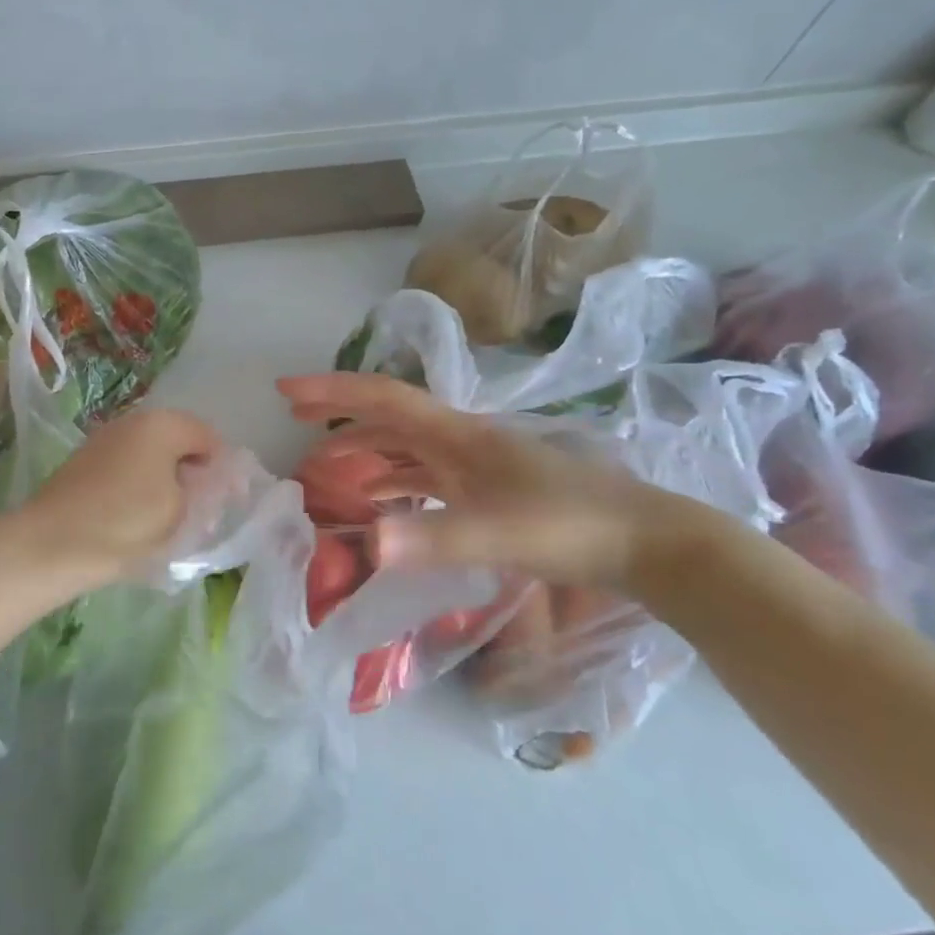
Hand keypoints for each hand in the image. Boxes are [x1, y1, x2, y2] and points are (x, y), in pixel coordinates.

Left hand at [20, 407, 223, 591]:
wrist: (53, 544)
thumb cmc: (127, 523)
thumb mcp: (182, 511)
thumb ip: (205, 491)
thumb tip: (209, 483)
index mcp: (162, 424)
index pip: (209, 437)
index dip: (224, 468)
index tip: (228, 502)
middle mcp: (133, 421)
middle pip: (178, 442)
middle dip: (195, 473)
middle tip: (201, 512)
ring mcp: (105, 439)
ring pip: (151, 455)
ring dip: (167, 480)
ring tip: (170, 520)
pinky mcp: (85, 462)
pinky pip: (128, 467)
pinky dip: (140, 486)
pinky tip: (137, 517)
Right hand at [278, 371, 714, 592]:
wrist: (649, 543)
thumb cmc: (572, 528)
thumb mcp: (499, 535)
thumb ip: (433, 538)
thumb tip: (366, 543)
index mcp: (457, 435)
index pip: (382, 398)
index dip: (331, 391)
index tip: (285, 391)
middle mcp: (461, 439)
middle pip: (388, 415)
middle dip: (339, 412)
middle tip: (294, 417)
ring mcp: (477, 463)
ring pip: (405, 445)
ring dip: (364, 448)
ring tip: (325, 465)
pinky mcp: (489, 488)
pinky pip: (425, 474)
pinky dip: (394, 479)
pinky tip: (383, 502)